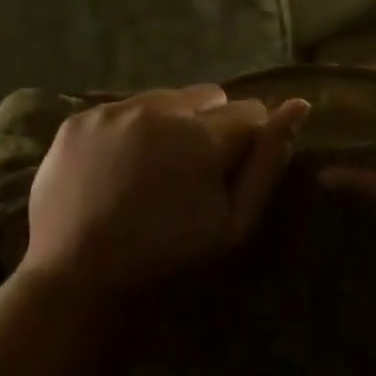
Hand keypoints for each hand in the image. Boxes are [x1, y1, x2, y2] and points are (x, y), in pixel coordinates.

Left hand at [24, 85, 310, 298]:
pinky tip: (119, 167)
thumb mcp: (235, 223)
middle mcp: (159, 109)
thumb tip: (299, 105)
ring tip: (154, 168)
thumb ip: (268, 162)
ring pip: (166, 98)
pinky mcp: (79, 119)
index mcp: (202, 135)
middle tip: (192, 171)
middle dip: (211, 125)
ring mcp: (113, 110)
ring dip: (172, 123)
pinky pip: (124, 108)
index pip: (251, 112)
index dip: (248, 142)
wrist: (77, 279)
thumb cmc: (167, 257)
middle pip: (210, 96)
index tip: (229, 174)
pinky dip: (131, 129)